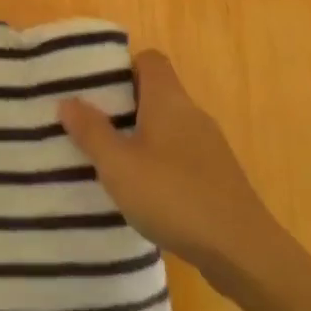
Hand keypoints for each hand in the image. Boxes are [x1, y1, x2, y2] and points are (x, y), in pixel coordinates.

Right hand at [59, 50, 282, 292]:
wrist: (242, 251)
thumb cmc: (174, 196)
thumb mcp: (119, 166)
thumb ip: (91, 132)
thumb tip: (67, 100)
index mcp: (168, 98)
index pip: (149, 59)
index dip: (123, 67)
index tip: (98, 90)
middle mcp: (191, 112)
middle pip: (156, 92)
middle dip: (126, 106)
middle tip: (95, 127)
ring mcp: (209, 145)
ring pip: (169, 126)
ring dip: (143, 138)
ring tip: (115, 163)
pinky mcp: (219, 177)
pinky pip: (183, 155)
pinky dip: (163, 164)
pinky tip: (148, 194)